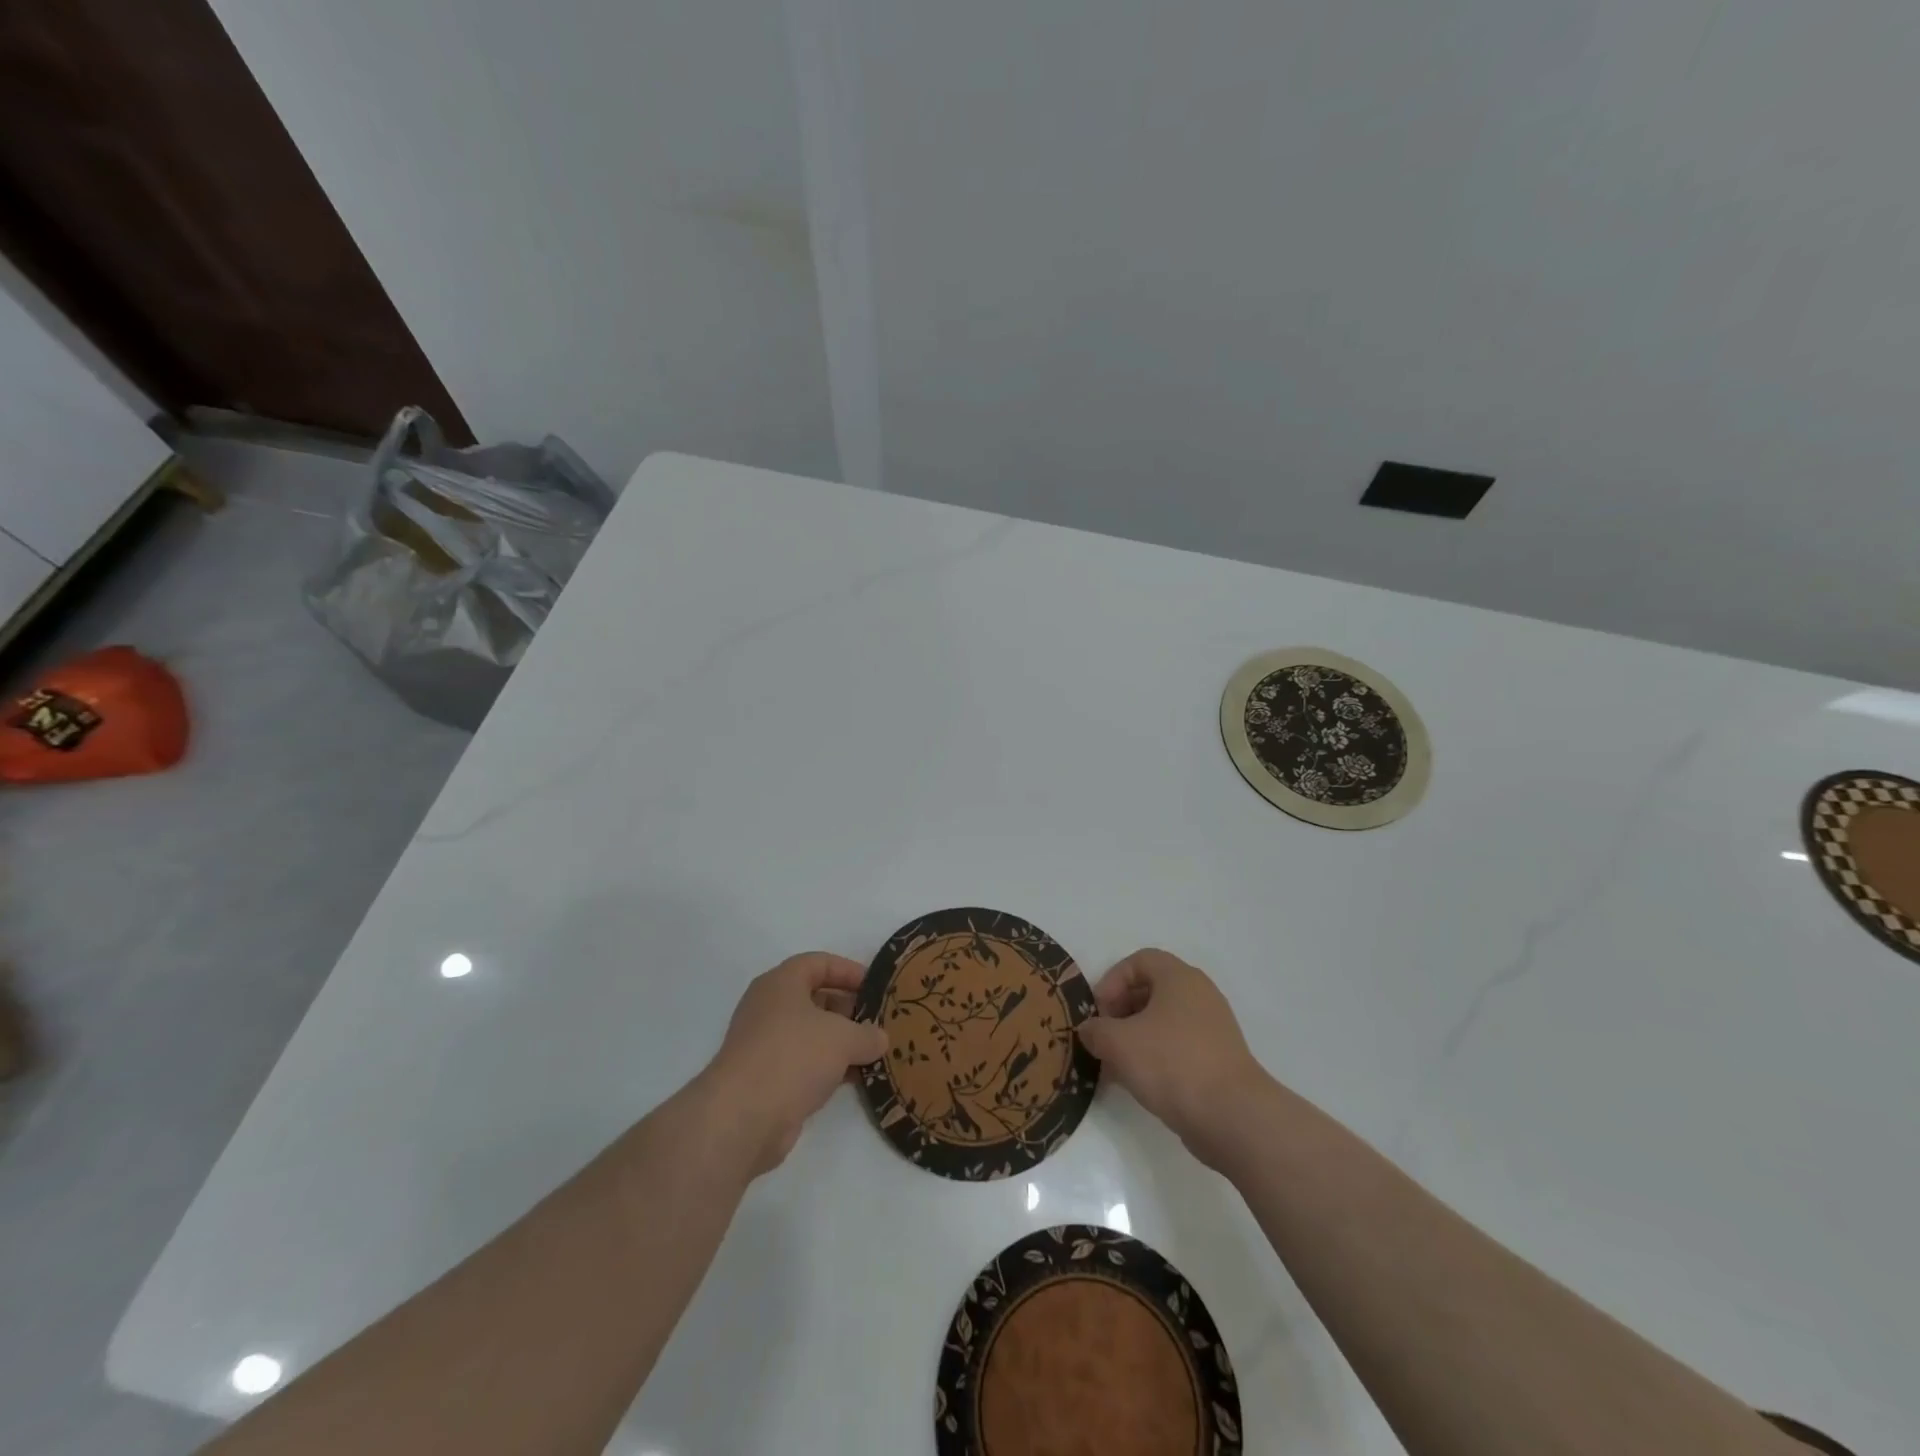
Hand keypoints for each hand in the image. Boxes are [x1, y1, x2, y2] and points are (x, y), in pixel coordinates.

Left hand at [702, 953, 888, 1175]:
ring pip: (811, 1034)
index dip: (848, 970)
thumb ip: (867, 1034)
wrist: (743, 1117)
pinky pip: (805, 1064)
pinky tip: (857, 1079)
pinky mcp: (767, 1080)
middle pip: (815, 999)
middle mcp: (769, 1008)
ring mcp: (766, 1045)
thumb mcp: (842, 1038)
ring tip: (875, 1052)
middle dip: (849, 1009)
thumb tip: (879, 1039)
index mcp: (781, 984)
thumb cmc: (793, 1056)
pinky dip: (830, 1068)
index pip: (818, 963)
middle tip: (879, 1022)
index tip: (875, 986)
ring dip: (842, 1043)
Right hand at [1077, 948, 1267, 1168]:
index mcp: (1179, 978)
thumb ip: (1095, 1031)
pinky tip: (1139, 1083)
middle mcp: (1200, 995)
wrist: (1233, 1117)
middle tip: (1103, 1038)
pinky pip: (1178, 1047)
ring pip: (1163, 1022)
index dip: (1112, 981)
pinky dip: (1155, 1058)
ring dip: (1135, 1038)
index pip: (1139, 961)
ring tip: (1115, 1066)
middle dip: (1121, 1012)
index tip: (1098, 1012)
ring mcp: (1213, 1028)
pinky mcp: (1219, 1060)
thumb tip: (1090, 1031)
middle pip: (1151, 990)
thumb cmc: (1172, 1064)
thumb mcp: (1118, 1044)